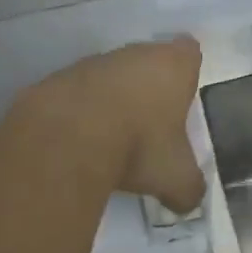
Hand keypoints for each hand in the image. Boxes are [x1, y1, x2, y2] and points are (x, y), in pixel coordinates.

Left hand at [25, 37, 205, 212]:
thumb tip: (190, 200)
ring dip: (115, 97)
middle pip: (150, 60)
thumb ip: (190, 187)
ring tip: (114, 135)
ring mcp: (96, 62)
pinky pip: (81, 91)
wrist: (67, 137)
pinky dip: (83, 109)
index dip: (187, 71)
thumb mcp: (176, 177)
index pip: (189, 52)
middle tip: (153, 122)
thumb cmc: (139, 144)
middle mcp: (137, 53)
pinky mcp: (61, 77)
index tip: (183, 95)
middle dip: (151, 86)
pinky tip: (81, 139)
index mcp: (174, 65)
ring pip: (114, 74)